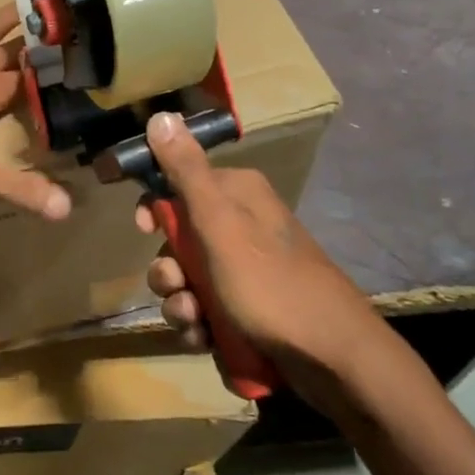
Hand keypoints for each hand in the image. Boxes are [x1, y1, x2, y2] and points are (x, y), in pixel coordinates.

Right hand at [135, 112, 376, 380]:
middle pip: (178, 239)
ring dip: (180, 304)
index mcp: (237, 194)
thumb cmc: (270, 283)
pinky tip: (207, 340)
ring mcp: (245, 270)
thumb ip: (186, 171)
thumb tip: (161, 115)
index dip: (155, 209)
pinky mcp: (248, 309)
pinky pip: (205, 311)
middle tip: (178, 286)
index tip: (142, 230)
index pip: (179, 184)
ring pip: (187, 280)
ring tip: (196, 322)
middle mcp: (241, 225)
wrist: (332, 359)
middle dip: (168, 270)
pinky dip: (199, 326)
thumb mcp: (220, 223)